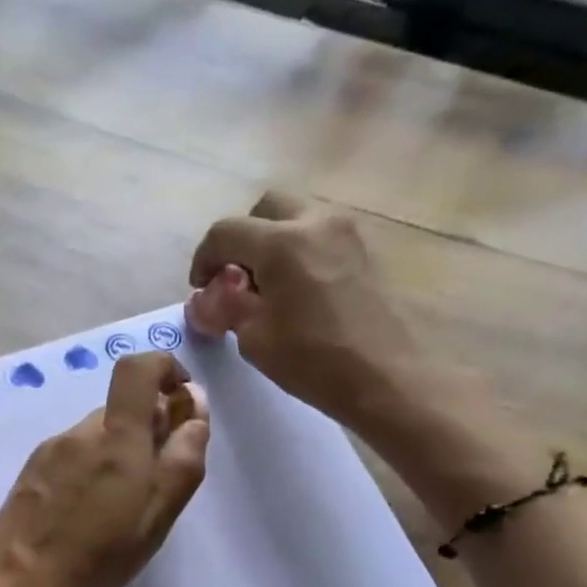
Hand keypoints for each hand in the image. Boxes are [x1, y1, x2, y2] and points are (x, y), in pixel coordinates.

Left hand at [0, 352, 208, 586]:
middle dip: (146, 432)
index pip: (137, 367)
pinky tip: (84, 512)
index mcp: (116, 439)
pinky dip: (89, 469)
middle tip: (151, 485)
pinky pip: (72, 454)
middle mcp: (80, 433)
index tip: (179, 403)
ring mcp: (50, 450)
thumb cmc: (98, 561)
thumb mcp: (156, 517)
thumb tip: (193, 405)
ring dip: (117, 455)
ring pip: (97, 434)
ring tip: (115, 508)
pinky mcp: (31, 470)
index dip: (164, 369)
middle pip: (121, 409)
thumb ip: (182, 458)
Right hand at [186, 191, 431, 429]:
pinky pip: (319, 236)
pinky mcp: (363, 249)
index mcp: (282, 243)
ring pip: (295, 219)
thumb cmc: (313, 361)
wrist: (385, 376)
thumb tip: (208, 297)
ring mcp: (346, 232)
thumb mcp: (255, 339)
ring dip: (271, 244)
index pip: (225, 232)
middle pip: (265, 210)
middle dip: (242, 239)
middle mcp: (315, 222)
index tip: (201, 289)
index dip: (203, 259)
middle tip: (234, 279)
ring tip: (266, 289)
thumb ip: (226, 307)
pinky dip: (298, 252)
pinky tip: (296, 292)